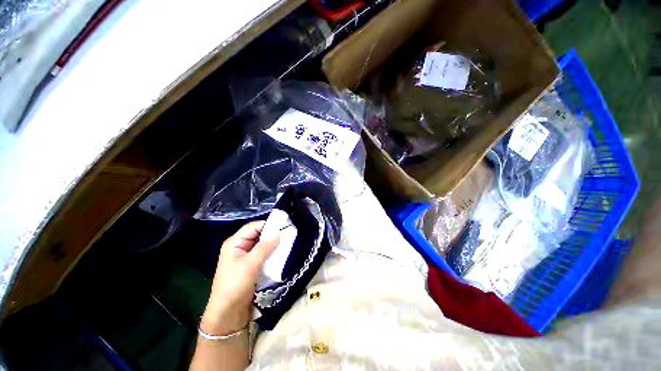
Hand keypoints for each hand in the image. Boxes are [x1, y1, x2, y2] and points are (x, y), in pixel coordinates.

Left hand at [201, 221, 278, 334]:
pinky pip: (263, 255)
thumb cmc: (235, 285)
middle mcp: (240, 247)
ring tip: (288, 243)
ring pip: (262, 245)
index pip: (253, 227)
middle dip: (272, 235)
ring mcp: (246, 257)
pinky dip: (272, 253)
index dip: (268, 225)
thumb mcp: (250, 264)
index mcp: (235, 243)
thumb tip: (278, 232)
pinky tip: (281, 254)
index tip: (284, 225)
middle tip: (288, 234)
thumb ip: (265, 247)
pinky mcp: (251, 266)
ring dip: (273, 245)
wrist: (228, 313)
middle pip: (258, 235)